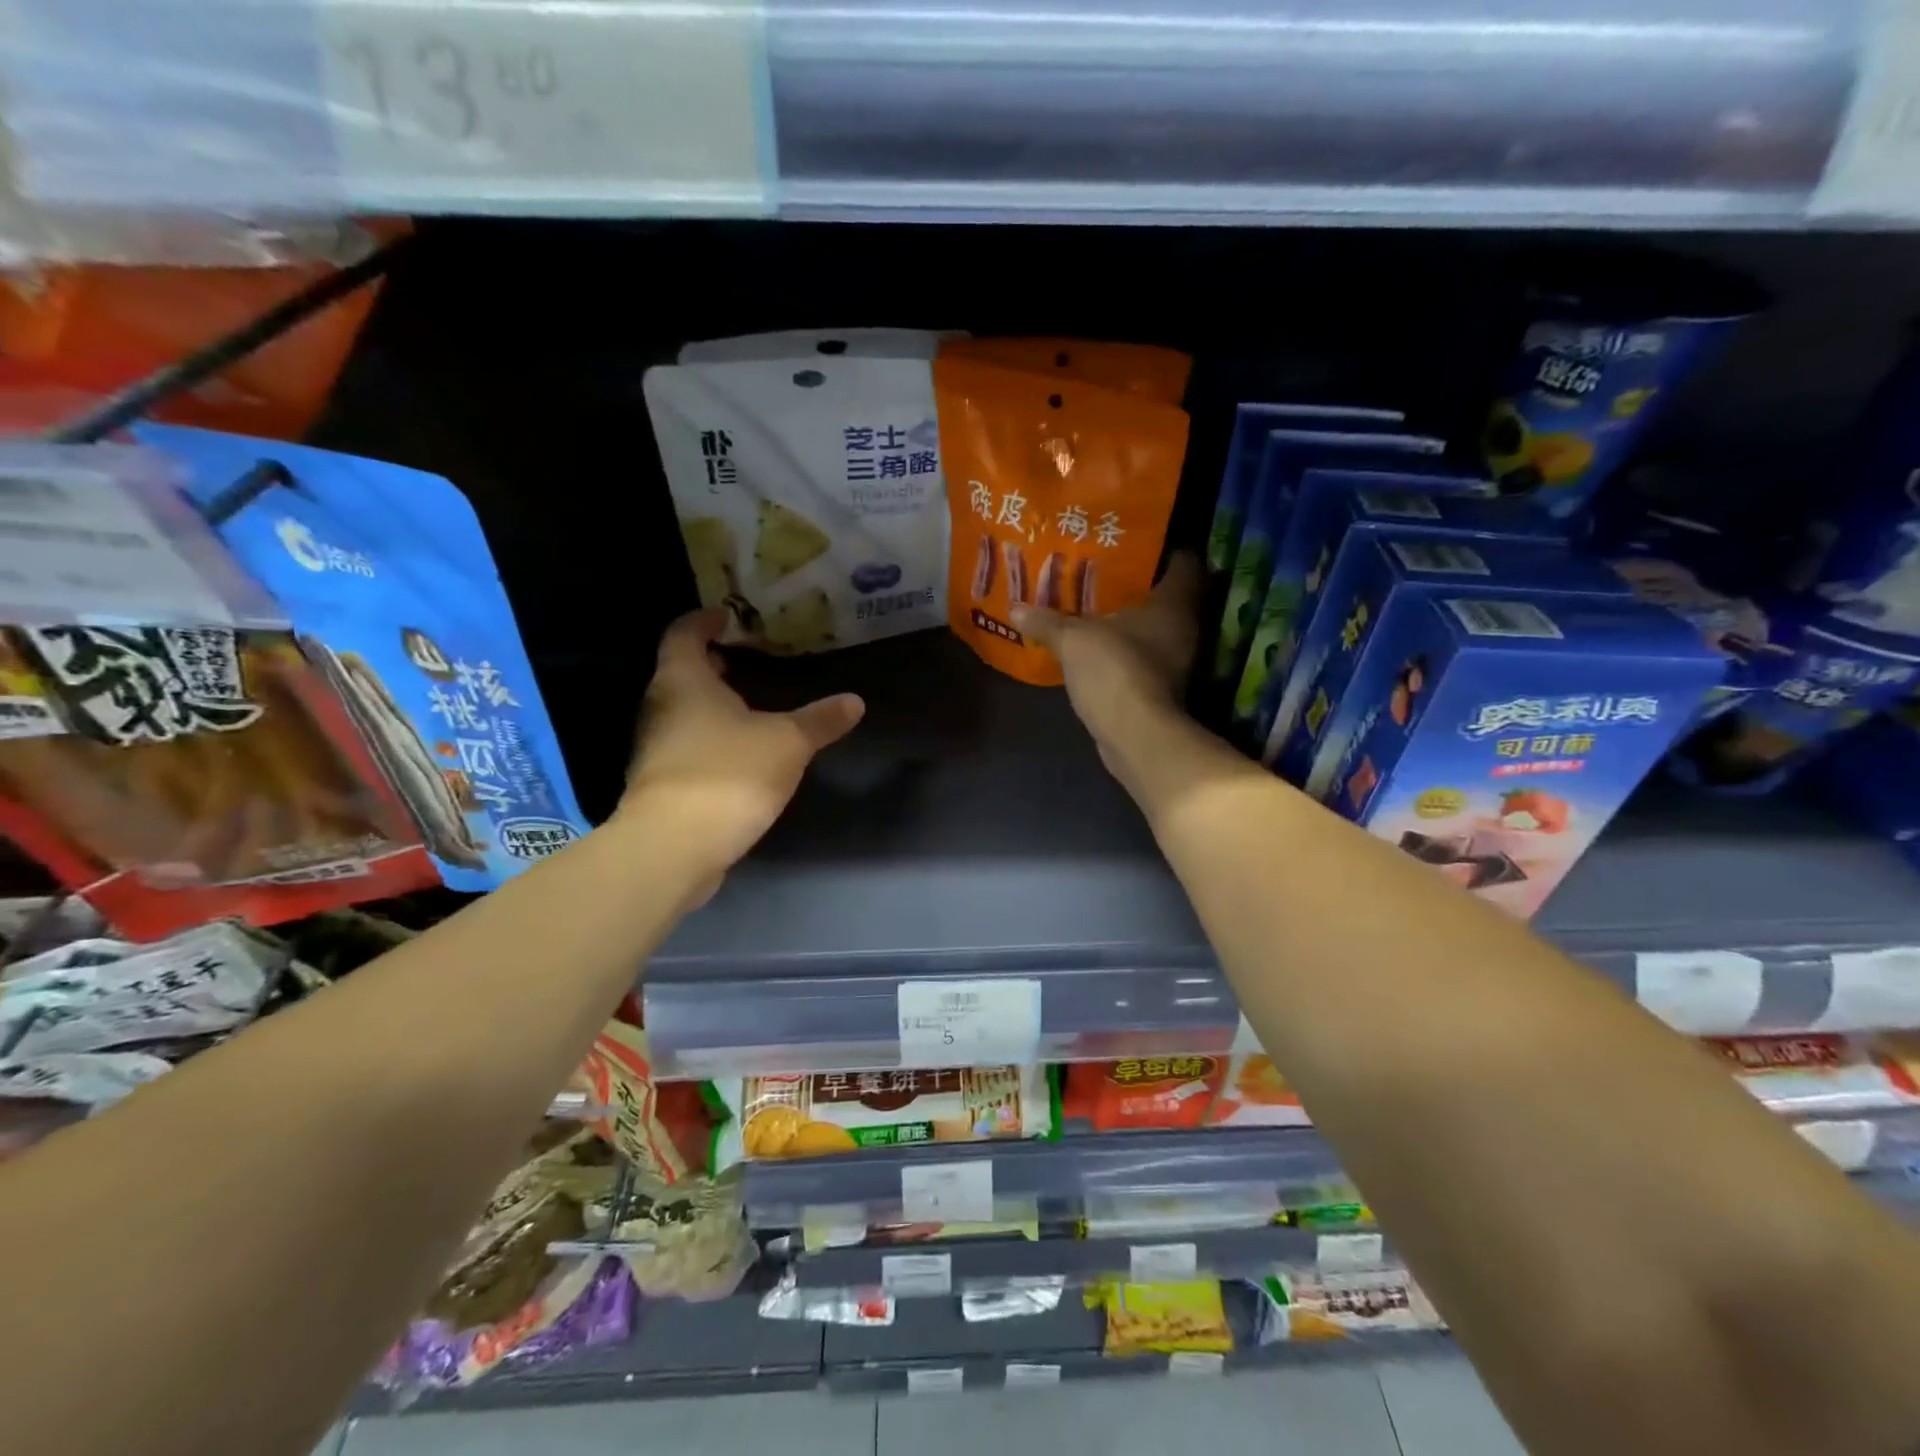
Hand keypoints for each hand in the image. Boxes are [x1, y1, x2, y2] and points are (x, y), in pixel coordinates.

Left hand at [620, 609, 864, 880]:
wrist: (674, 848)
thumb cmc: (729, 774)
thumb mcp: (788, 742)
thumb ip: (820, 720)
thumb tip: (855, 701)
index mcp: (684, 681)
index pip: (684, 633)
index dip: (705, 620)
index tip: (728, 615)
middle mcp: (661, 707)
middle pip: (681, 672)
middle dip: (712, 664)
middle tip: (748, 659)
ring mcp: (655, 748)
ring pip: (683, 712)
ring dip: (711, 705)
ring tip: (750, 706)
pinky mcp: (661, 784)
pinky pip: (686, 746)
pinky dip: (710, 739)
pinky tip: (740, 754)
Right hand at [1011, 552, 1202, 781]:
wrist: (1134, 735)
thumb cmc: (1114, 670)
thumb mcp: (1073, 640)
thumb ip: (1047, 621)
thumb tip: (1016, 608)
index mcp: (1174, 602)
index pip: (1184, 562)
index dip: (1163, 548)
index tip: (1133, 542)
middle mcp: (1184, 627)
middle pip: (1167, 594)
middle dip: (1138, 583)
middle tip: (1103, 570)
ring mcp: (1176, 660)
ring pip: (1155, 627)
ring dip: (1130, 619)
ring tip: (1094, 605)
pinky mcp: (1161, 686)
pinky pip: (1143, 654)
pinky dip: (1124, 648)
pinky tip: (1096, 644)